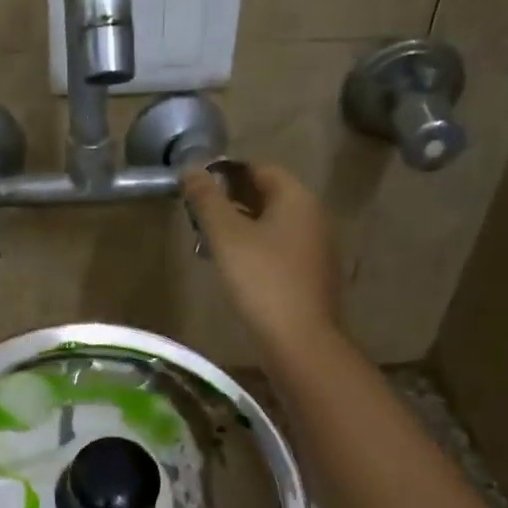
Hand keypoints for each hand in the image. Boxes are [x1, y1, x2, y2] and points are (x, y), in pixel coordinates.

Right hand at [182, 163, 341, 356]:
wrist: (299, 339)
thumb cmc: (261, 280)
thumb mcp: (226, 236)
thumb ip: (207, 200)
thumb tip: (190, 168)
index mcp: (297, 198)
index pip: (260, 169)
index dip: (227, 173)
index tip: (198, 187)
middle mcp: (314, 216)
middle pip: (269, 197)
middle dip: (233, 201)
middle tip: (199, 216)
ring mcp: (317, 248)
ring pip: (274, 226)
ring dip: (244, 228)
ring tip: (211, 242)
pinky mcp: (312, 276)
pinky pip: (281, 250)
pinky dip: (257, 250)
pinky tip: (236, 269)